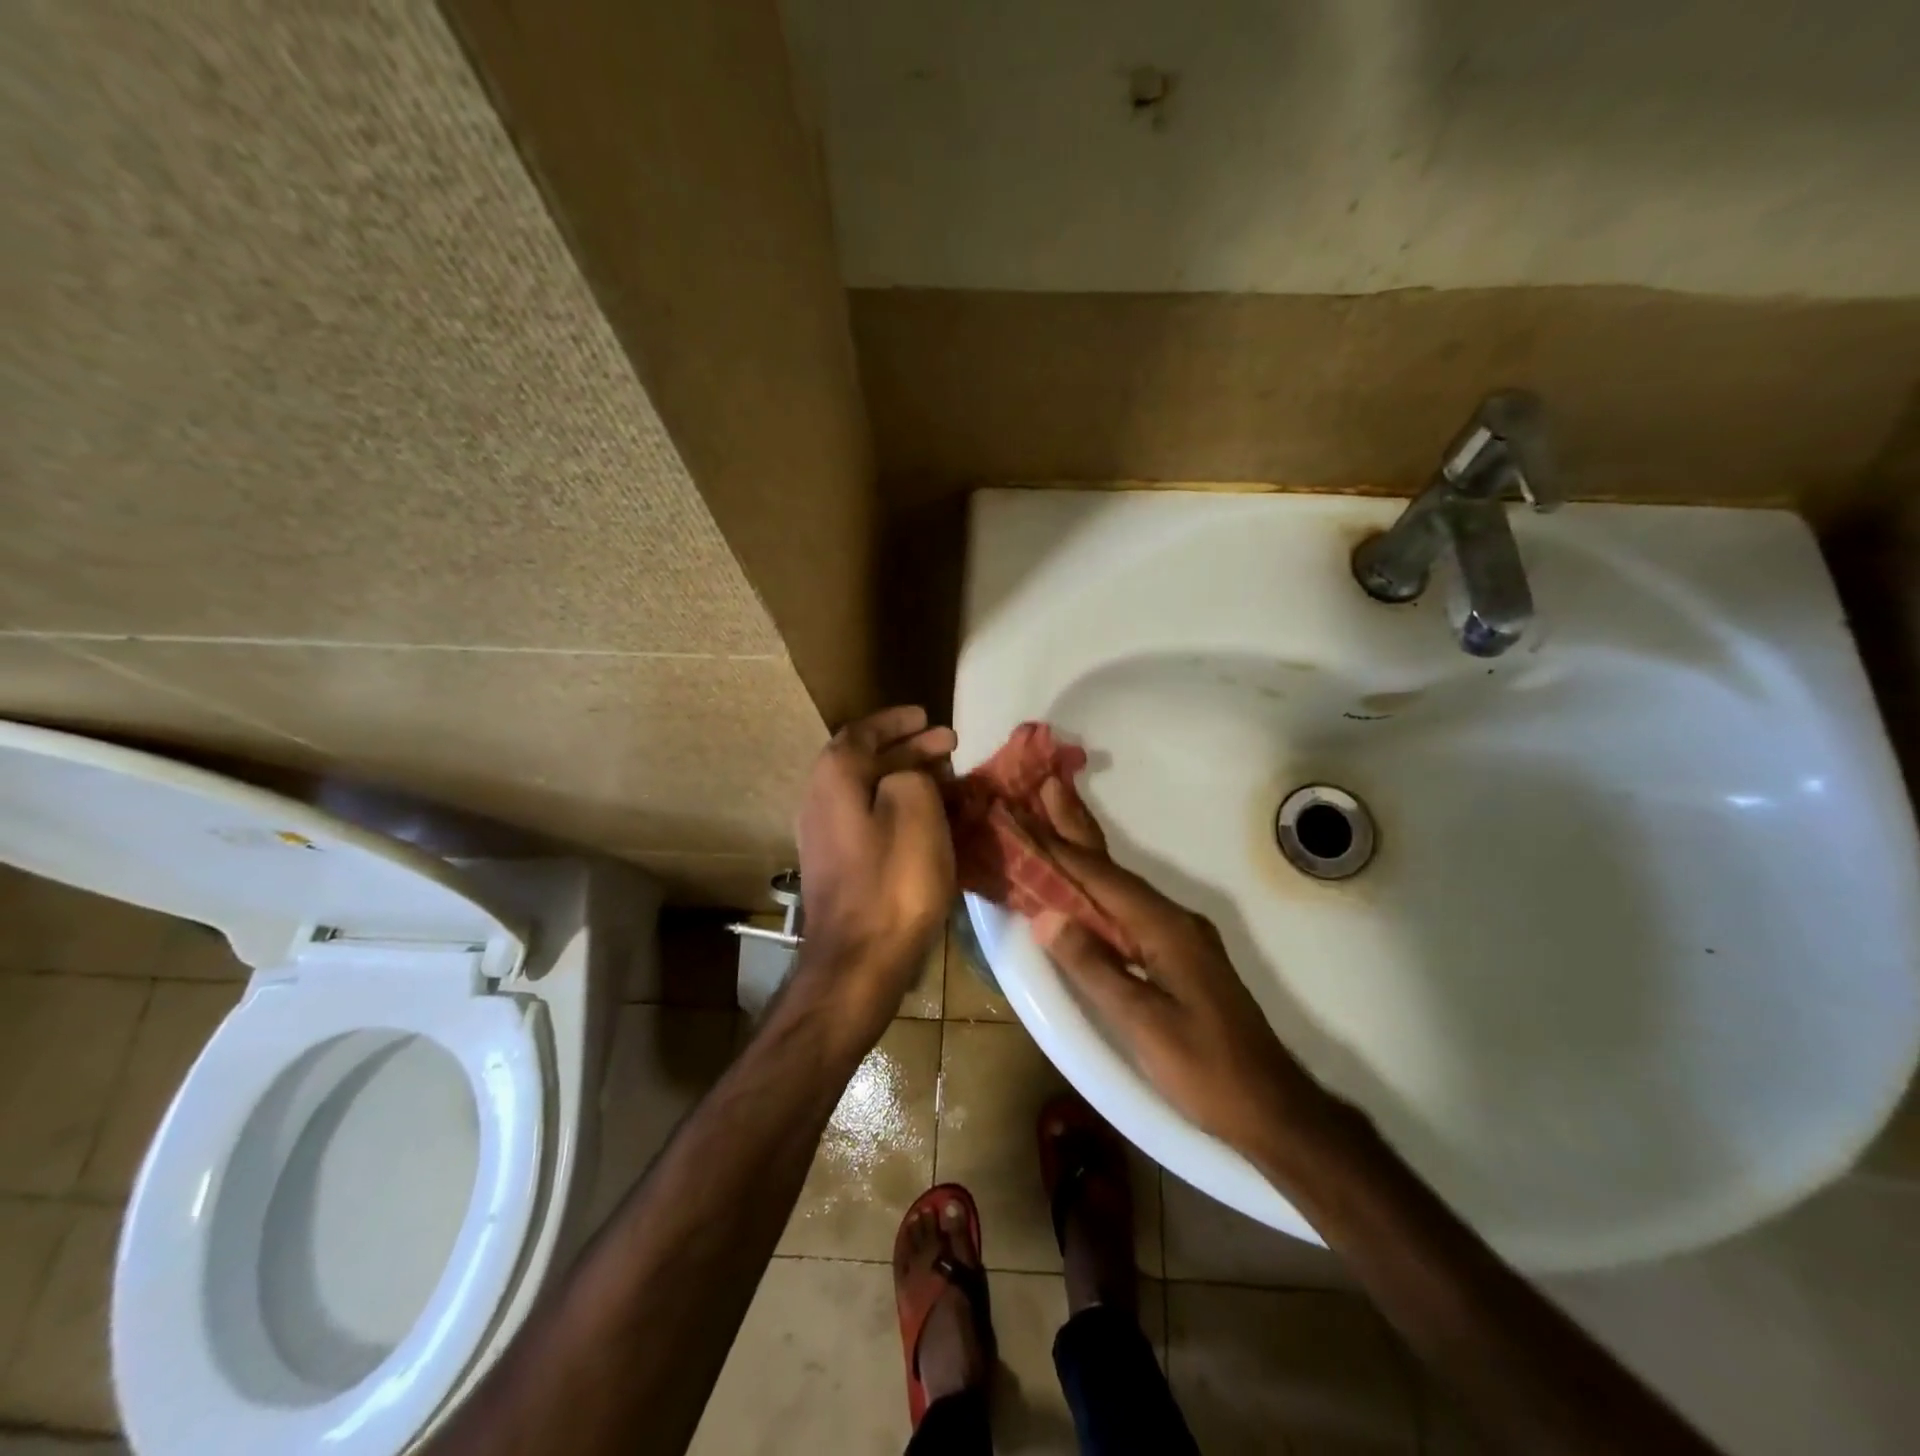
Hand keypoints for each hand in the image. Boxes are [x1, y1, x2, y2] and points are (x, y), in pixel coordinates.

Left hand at [791, 706, 956, 1045]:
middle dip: (908, 748)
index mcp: (834, 777)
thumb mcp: (916, 809)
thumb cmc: (892, 880)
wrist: (858, 960)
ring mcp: (824, 835)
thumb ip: (911, 774)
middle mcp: (819, 799)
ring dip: (905, 778)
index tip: (928, 716)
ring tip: (943, 777)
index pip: (863, 732)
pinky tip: (926, 818)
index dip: (897, 721)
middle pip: (865, 760)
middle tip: (948, 744)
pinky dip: (897, 806)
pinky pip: (869, 817)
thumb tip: (905, 776)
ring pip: (868, 790)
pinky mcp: (837, 865)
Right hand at [1029, 780, 1332, 1156]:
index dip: (1058, 848)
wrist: (1271, 1107)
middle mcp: (1174, 919)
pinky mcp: (1179, 954)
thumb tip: (1046, 916)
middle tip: (1048, 783)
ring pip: (1121, 886)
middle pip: (1114, 868)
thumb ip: (1094, 967)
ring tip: (1057, 819)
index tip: (1024, 816)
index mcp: (1165, 928)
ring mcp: (1179, 935)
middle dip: (1078, 827)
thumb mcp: (1145, 1024)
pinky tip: (1086, 887)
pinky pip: (1129, 909)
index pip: (1100, 879)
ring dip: (1086, 854)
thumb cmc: (1206, 1069)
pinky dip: (1100, 889)